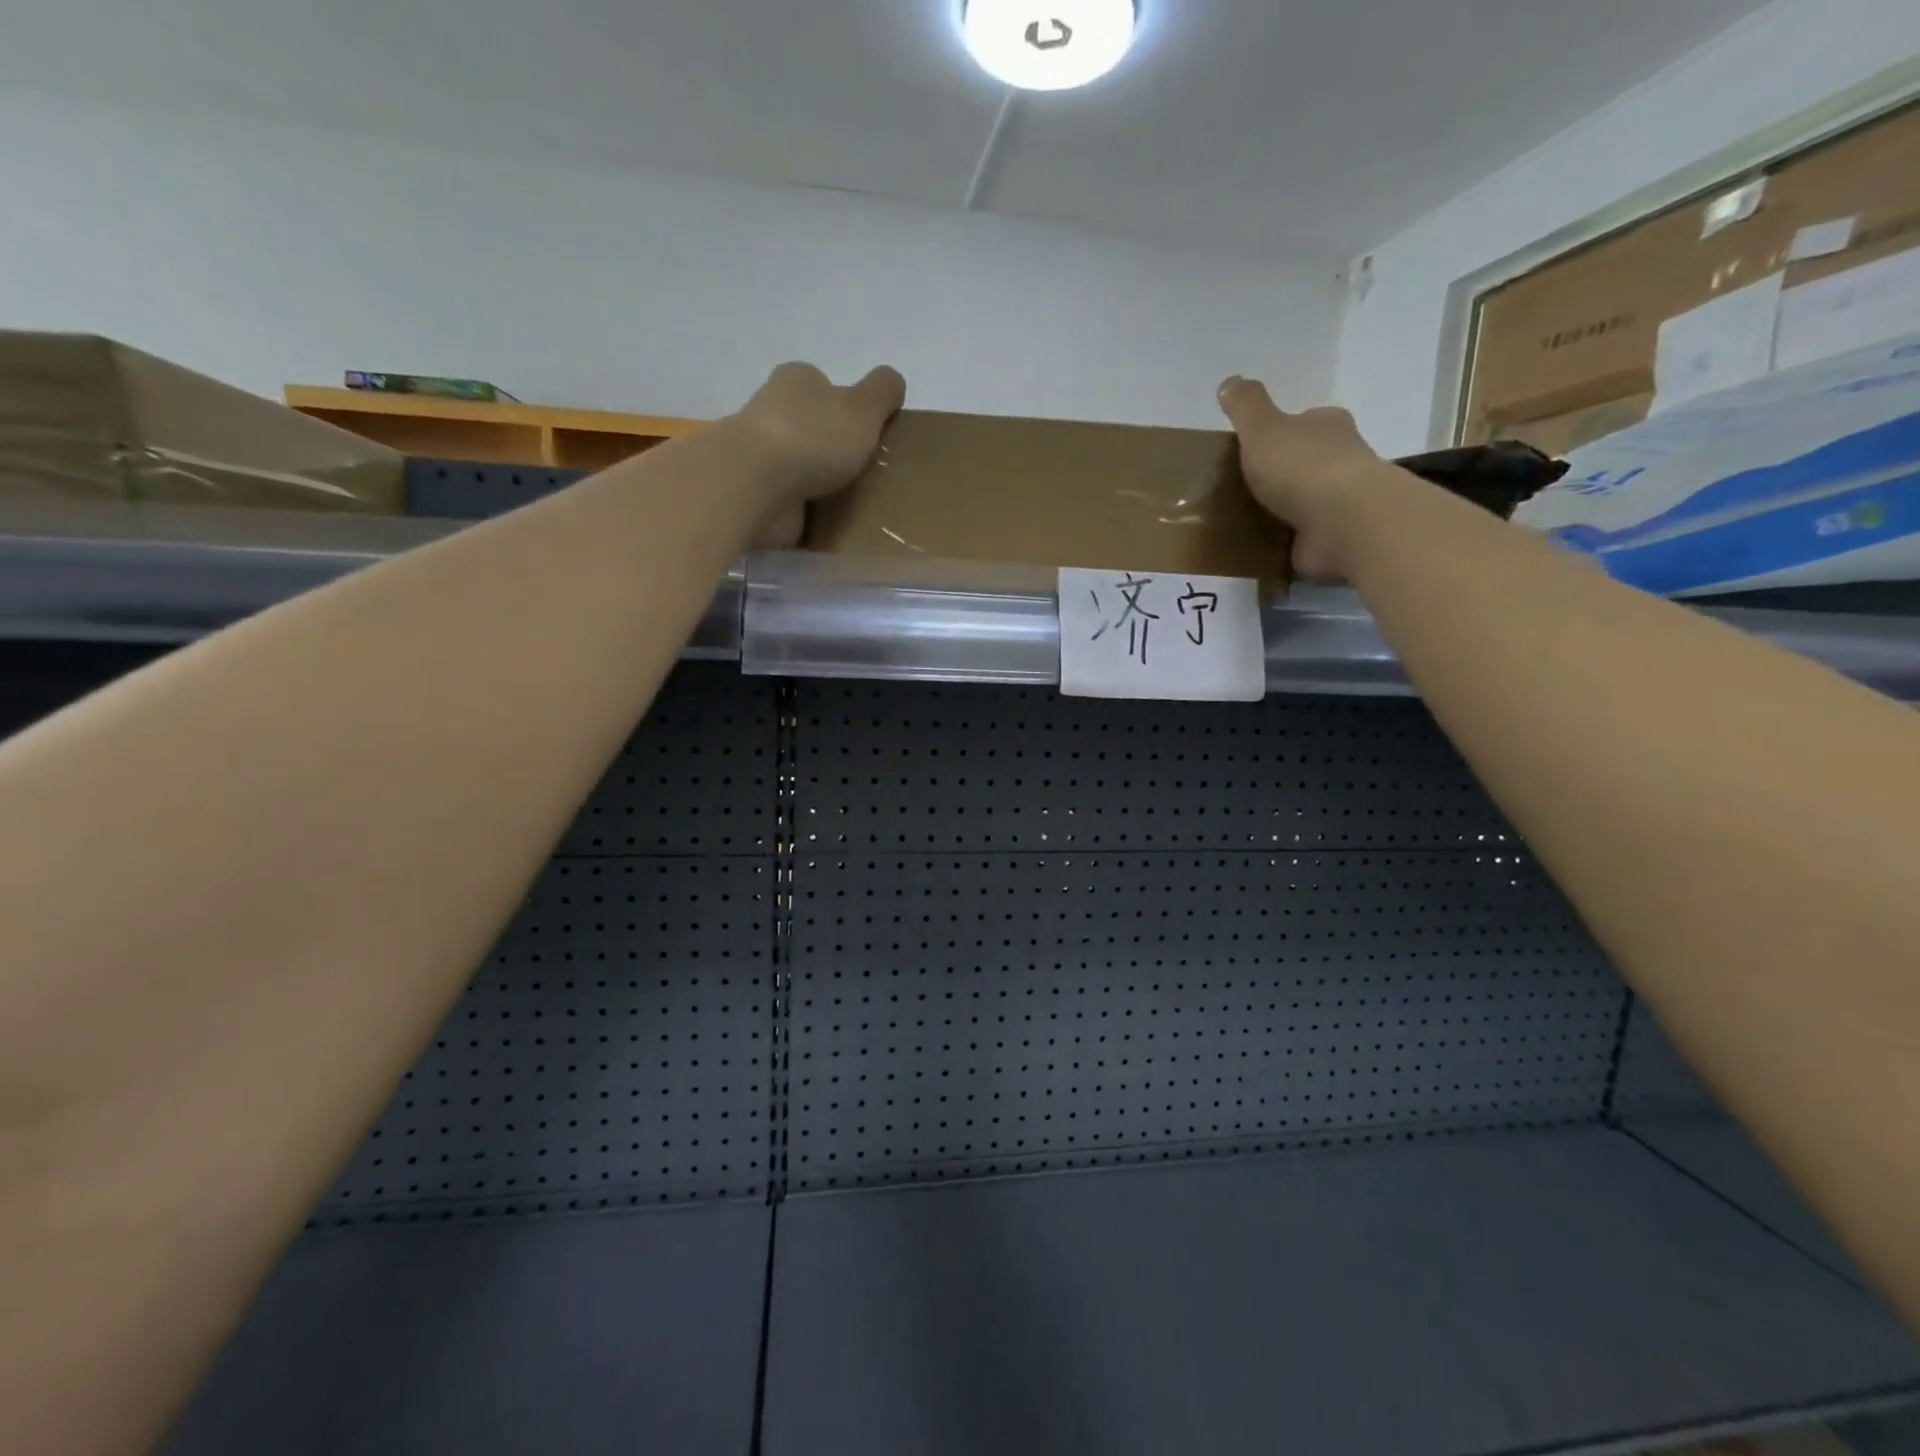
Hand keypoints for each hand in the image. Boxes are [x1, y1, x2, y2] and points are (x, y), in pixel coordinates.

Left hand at [730, 362, 905, 547]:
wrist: (756, 484)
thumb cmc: (813, 437)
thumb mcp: (863, 406)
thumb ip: (883, 391)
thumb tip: (893, 382)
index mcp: (797, 381)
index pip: (824, 386)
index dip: (848, 408)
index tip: (869, 435)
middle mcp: (773, 412)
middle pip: (811, 427)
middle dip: (834, 448)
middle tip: (867, 473)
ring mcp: (760, 456)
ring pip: (798, 466)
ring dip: (820, 483)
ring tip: (854, 503)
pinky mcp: (756, 494)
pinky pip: (789, 502)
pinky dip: (805, 511)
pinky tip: (828, 524)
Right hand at [1218, 376, 1384, 579]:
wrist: (1341, 520)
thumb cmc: (1301, 466)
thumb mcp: (1262, 428)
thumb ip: (1245, 406)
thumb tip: (1229, 382)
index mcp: (1327, 425)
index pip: (1305, 422)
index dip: (1282, 432)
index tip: (1256, 449)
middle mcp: (1343, 457)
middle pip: (1310, 460)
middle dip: (1284, 473)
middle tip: (1247, 489)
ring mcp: (1343, 500)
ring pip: (1309, 500)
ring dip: (1286, 509)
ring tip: (1249, 522)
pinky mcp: (1338, 536)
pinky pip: (1307, 536)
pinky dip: (1290, 540)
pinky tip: (1265, 548)